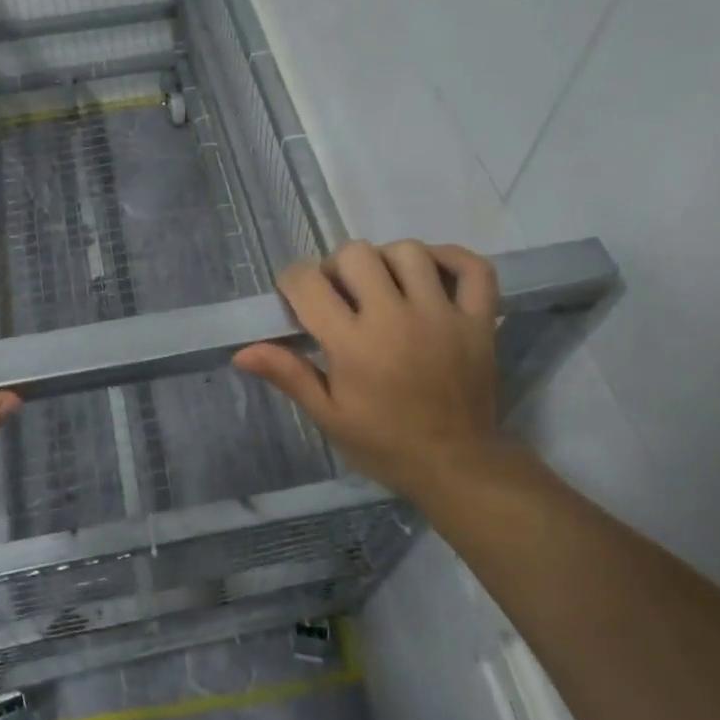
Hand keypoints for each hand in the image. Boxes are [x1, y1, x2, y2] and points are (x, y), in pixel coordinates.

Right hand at [235, 240, 504, 506]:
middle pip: (357, 254)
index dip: (293, 281)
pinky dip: (451, 258)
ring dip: (387, 261)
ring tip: (384, 286)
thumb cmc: (385, 444)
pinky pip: (473, 268)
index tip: (296, 297)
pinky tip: (430, 272)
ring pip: (409, 252)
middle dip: (338, 267)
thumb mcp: (329, 416)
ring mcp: (442, 315)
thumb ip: (289, 375)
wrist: (457, 468)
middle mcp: (396, 318)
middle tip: (340, 294)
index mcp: (353, 344)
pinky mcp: (478, 320)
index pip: (308, 283)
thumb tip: (241, 351)